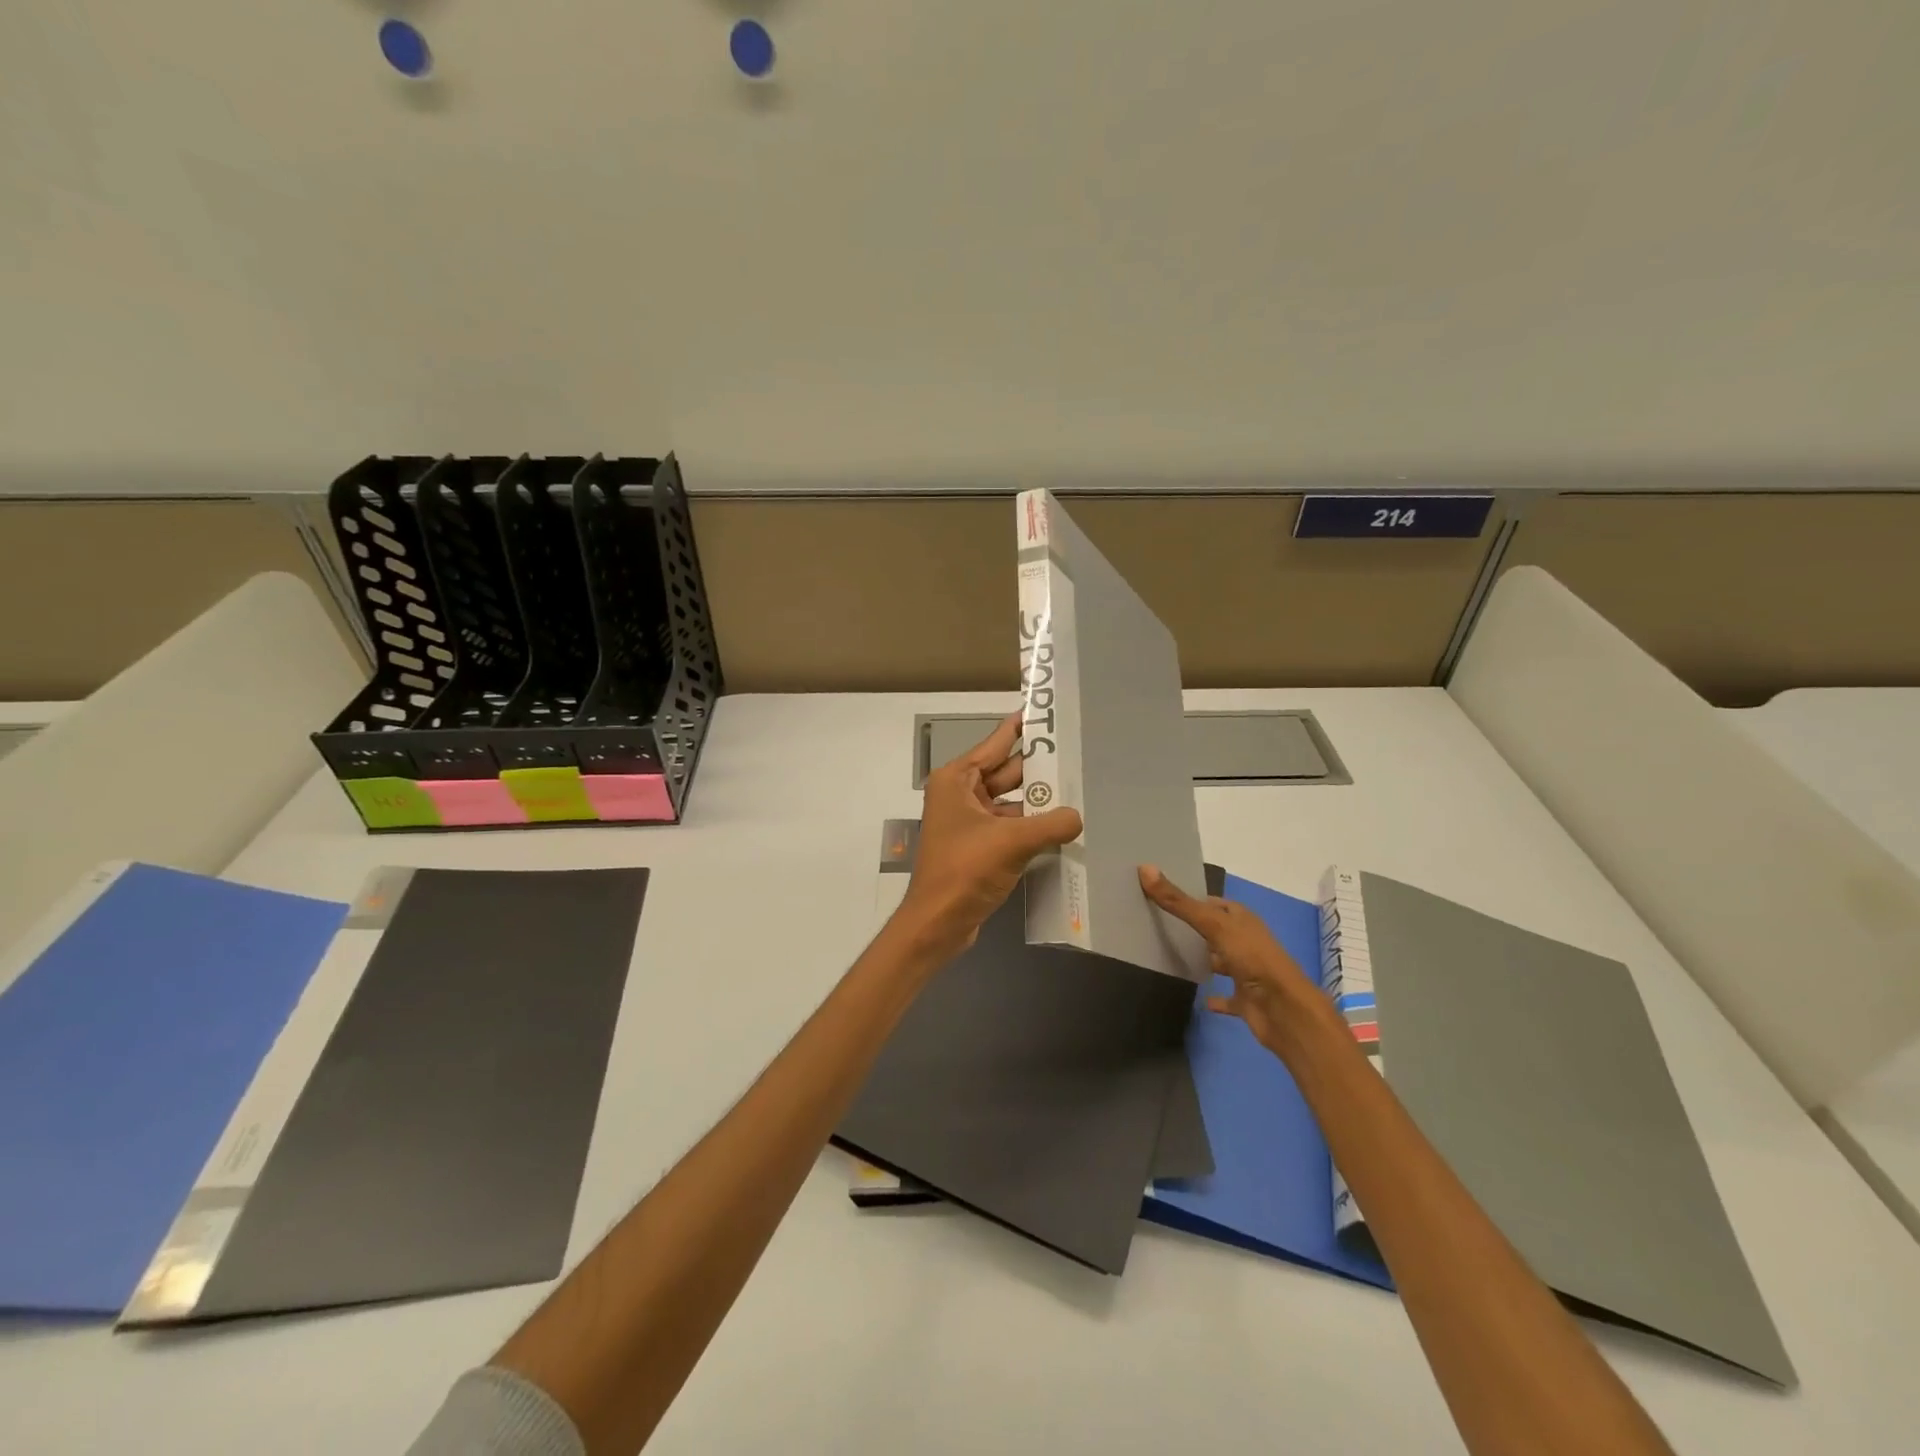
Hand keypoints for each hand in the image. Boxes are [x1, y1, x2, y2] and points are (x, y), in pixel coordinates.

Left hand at [896, 713, 1083, 960]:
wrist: (937, 923)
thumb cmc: (965, 870)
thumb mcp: (1012, 842)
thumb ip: (1051, 824)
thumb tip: (1079, 817)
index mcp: (957, 781)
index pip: (995, 744)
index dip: (1020, 728)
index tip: (1043, 711)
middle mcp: (960, 795)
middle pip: (1006, 773)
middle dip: (1039, 767)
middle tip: (1076, 753)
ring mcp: (968, 823)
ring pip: (1010, 802)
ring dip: (1038, 801)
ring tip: (1078, 789)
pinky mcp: (977, 848)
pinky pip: (1009, 827)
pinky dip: (1032, 826)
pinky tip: (1061, 826)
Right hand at [1139, 865, 1328, 1055]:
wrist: (1283, 1009)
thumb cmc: (1251, 958)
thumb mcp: (1213, 924)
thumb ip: (1179, 902)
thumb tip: (1145, 868)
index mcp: (1242, 920)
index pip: (1215, 904)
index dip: (1193, 899)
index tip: (1164, 898)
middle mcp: (1246, 942)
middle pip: (1218, 931)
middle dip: (1196, 929)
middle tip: (1161, 925)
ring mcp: (1248, 972)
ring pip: (1222, 961)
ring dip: (1206, 960)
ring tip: (1172, 957)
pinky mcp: (1246, 1000)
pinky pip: (1227, 997)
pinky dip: (1216, 999)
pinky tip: (1200, 999)